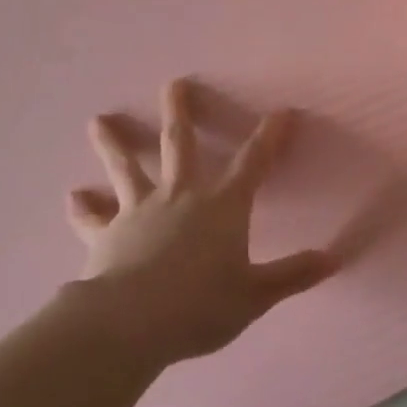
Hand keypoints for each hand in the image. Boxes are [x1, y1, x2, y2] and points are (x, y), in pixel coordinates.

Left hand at [65, 79, 337, 368]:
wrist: (130, 323)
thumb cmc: (200, 305)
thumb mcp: (255, 295)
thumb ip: (292, 276)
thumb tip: (333, 260)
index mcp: (222, 207)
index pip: (253, 163)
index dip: (269, 137)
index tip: (281, 112)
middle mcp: (180, 197)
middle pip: (180, 145)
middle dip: (180, 113)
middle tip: (174, 83)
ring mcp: (139, 212)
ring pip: (126, 168)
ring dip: (114, 144)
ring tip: (98, 121)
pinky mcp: (105, 234)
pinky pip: (92, 218)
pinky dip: (82, 208)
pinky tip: (73, 198)